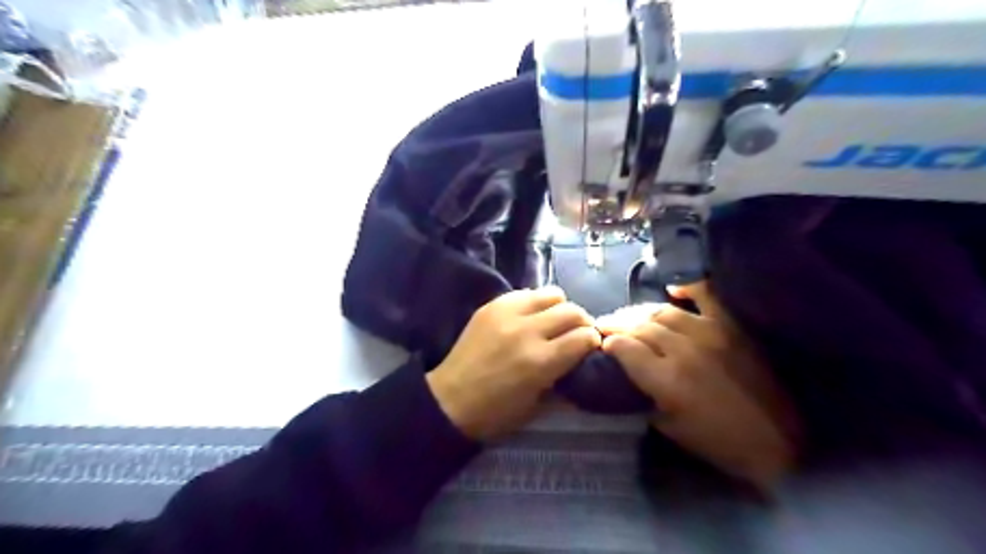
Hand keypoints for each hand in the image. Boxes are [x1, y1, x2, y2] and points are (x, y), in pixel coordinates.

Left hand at [425, 290, 599, 440]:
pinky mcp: (491, 306)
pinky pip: (525, 293)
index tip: (590, 347)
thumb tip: (582, 359)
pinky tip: (530, 317)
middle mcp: (527, 332)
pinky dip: (535, 303)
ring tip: (553, 321)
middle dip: (582, 322)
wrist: (450, 400)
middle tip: (577, 333)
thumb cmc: (496, 413)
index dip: (593, 342)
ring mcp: (507, 314)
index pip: (584, 337)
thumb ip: (564, 377)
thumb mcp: (538, 405)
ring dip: (560, 308)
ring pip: (551, 294)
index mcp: (541, 362)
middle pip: (572, 311)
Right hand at [597, 284, 794, 490]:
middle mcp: (683, 350)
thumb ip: (641, 396)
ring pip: (662, 312)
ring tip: (628, 316)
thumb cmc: (717, 442)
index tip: (601, 344)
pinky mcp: (731, 327)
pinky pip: (706, 296)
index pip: (624, 348)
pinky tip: (672, 288)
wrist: (778, 442)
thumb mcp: (668, 427)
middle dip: (616, 325)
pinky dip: (688, 287)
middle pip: (639, 327)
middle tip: (605, 326)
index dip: (608, 343)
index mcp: (666, 380)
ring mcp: (710, 333)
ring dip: (639, 312)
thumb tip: (623, 374)